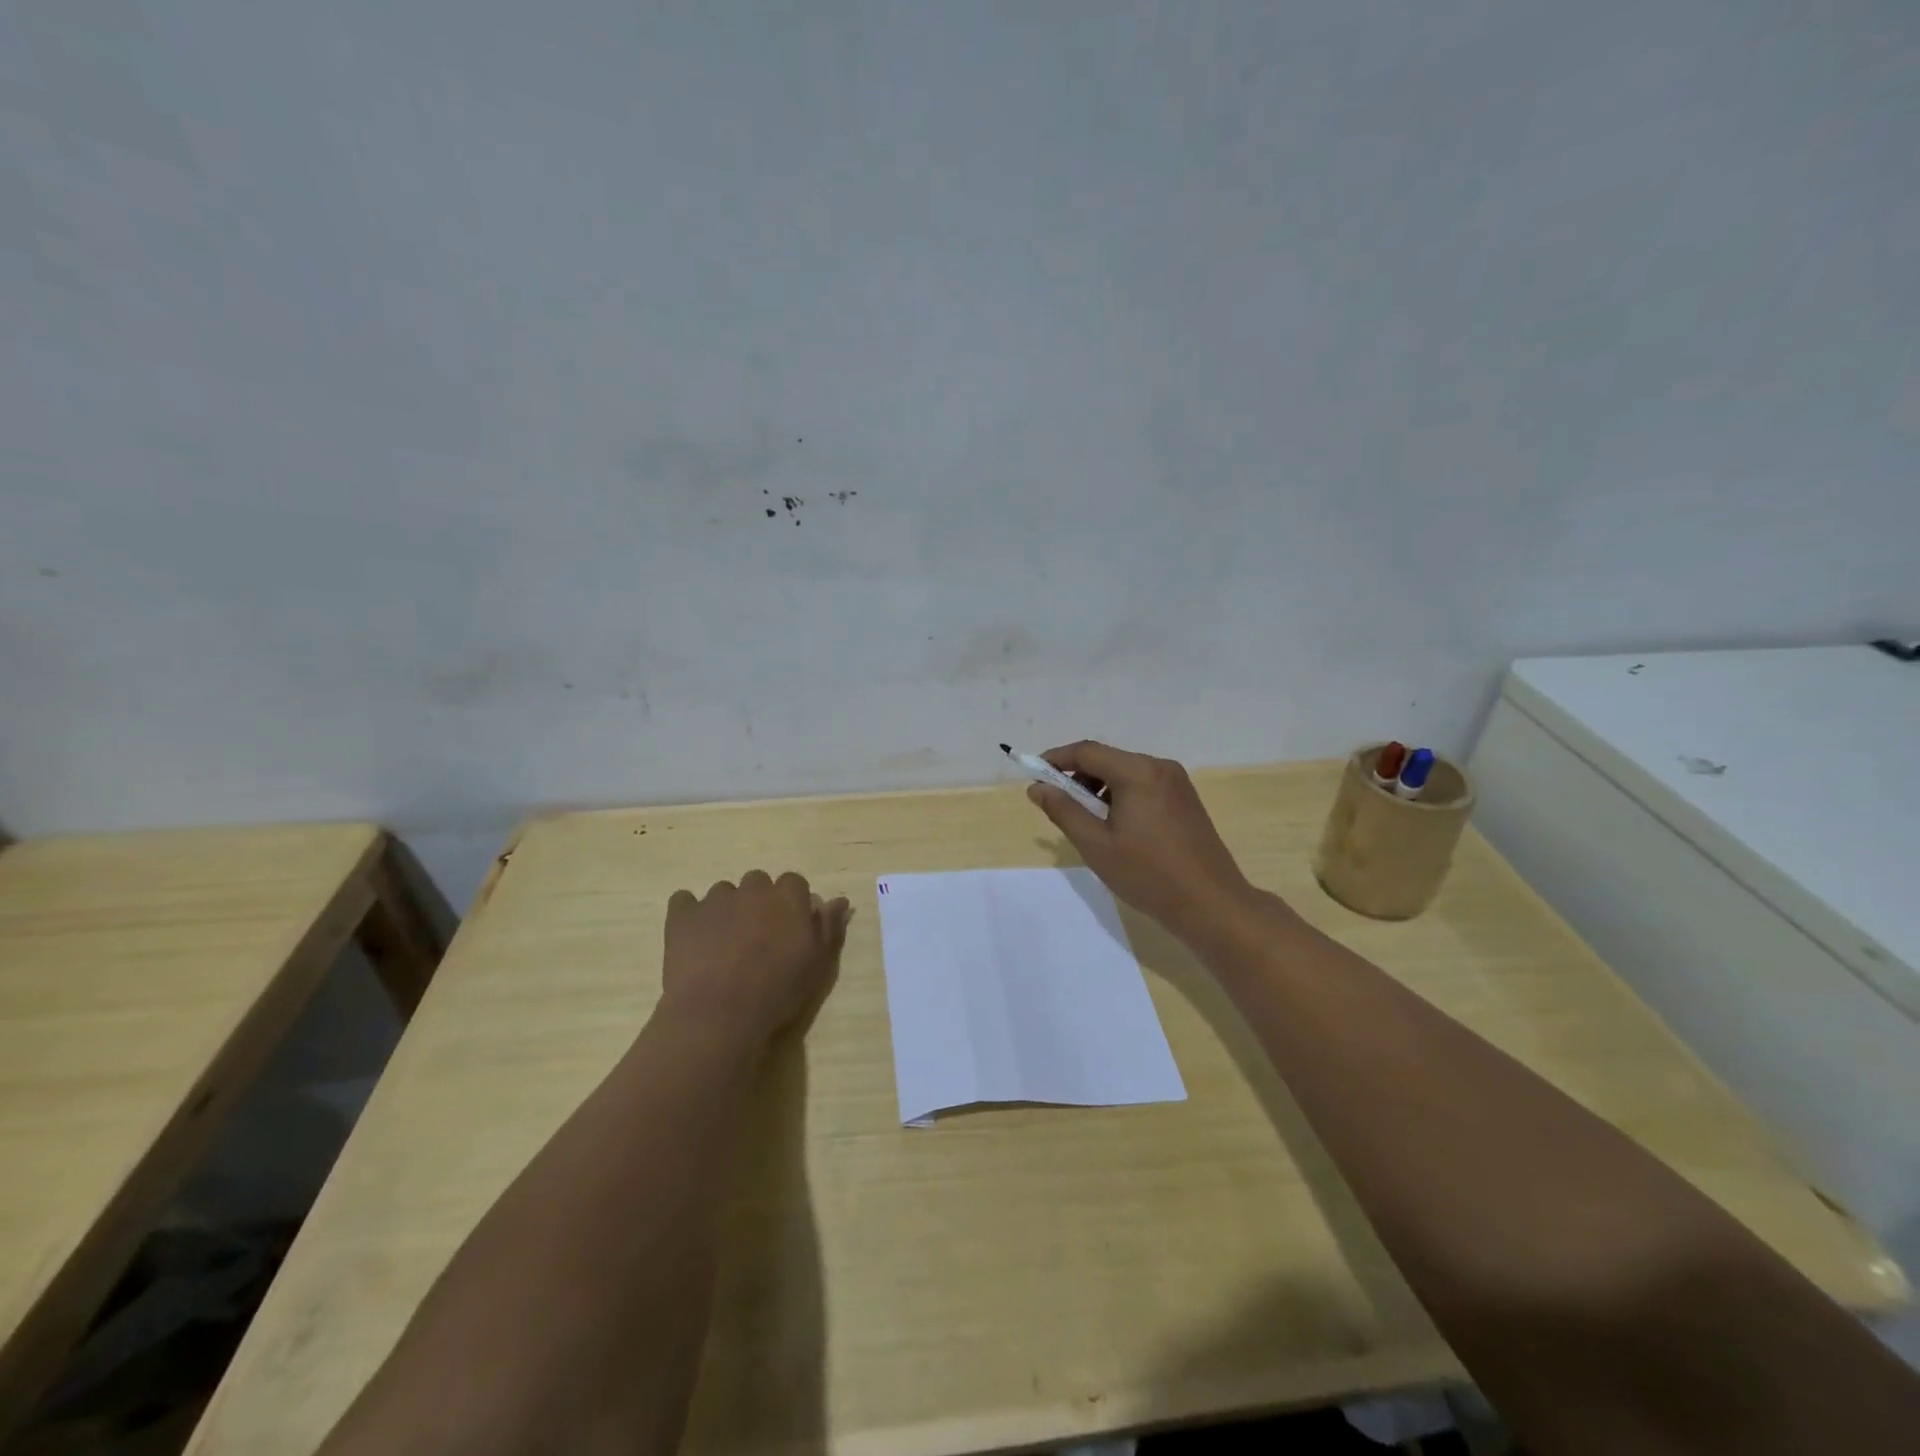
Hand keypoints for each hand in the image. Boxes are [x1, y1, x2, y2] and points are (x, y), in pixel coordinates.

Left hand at [658, 871, 850, 1050]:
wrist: (719, 1014)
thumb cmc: (778, 991)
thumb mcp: (817, 963)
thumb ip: (829, 926)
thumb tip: (839, 900)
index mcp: (788, 896)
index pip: (794, 883)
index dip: (791, 905)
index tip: (789, 930)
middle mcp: (753, 888)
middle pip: (758, 883)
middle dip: (759, 903)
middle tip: (757, 938)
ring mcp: (715, 899)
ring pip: (724, 893)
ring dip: (727, 910)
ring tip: (724, 946)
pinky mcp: (682, 914)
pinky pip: (684, 901)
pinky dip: (689, 915)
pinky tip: (692, 939)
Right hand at [1026, 741, 1256, 943]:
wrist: (1211, 904)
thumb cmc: (1148, 875)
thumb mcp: (1096, 845)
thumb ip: (1064, 811)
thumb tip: (1038, 788)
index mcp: (1138, 772)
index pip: (1087, 751)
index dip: (1055, 759)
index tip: (1033, 775)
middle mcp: (1159, 767)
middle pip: (1107, 759)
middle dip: (1077, 776)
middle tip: (1057, 803)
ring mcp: (1177, 782)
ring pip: (1126, 772)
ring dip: (1099, 787)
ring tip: (1085, 819)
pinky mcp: (1186, 799)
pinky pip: (1144, 785)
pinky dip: (1121, 795)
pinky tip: (1116, 825)